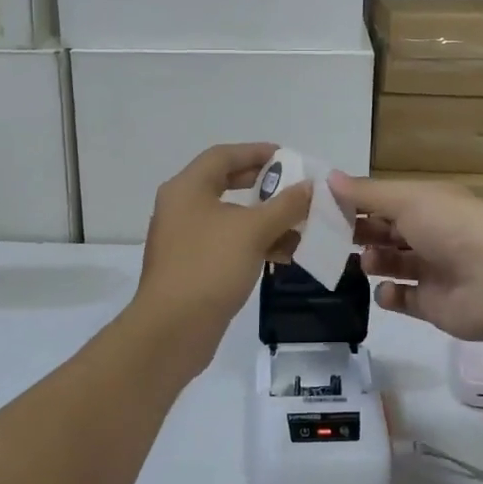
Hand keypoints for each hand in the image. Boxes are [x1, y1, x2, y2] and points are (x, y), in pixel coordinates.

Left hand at [132, 143, 311, 372]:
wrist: (172, 331)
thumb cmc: (210, 267)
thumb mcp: (254, 231)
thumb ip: (285, 205)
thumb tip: (310, 186)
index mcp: (188, 188)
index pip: (223, 155)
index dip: (256, 152)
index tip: (288, 157)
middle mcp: (182, 207)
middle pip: (226, 184)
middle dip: (263, 185)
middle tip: (293, 186)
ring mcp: (185, 239)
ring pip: (230, 218)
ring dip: (265, 218)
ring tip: (300, 224)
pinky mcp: (192, 267)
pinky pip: (228, 244)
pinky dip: (255, 243)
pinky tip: (285, 254)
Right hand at [328, 173, 482, 341]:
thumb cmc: (450, 227)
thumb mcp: (406, 200)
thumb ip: (366, 194)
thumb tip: (328, 177)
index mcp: (428, 203)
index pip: (386, 200)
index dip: (358, 203)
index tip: (325, 207)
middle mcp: (431, 233)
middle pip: (388, 232)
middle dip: (362, 233)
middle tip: (332, 237)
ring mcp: (433, 270)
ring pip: (394, 264)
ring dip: (374, 261)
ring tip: (366, 262)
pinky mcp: (433, 304)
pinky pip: (404, 299)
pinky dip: (390, 295)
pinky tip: (385, 291)